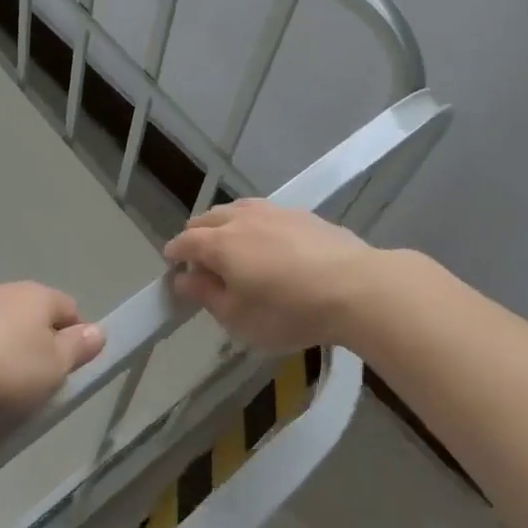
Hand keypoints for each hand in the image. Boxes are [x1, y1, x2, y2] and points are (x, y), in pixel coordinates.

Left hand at [0, 282, 104, 423]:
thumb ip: (79, 348)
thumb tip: (98, 330)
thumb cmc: (3, 370)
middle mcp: (8, 290)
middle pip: (37, 318)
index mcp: (38, 294)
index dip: (75, 340)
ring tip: (4, 391)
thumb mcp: (53, 367)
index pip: (71, 309)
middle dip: (41, 347)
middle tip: (38, 384)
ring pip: (6, 329)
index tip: (67, 372)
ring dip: (10, 354)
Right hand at [163, 199, 388, 351]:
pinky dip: (254, 224)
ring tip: (232, 246)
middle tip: (200, 260)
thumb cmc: (288, 310)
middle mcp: (241, 218)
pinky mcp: (301, 214)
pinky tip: (267, 242)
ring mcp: (273, 211)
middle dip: (196, 236)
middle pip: (207, 219)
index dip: (174, 254)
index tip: (173, 267)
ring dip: (225, 225)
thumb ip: (206, 295)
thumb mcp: (239, 318)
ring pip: (236, 210)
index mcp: (219, 243)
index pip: (185, 241)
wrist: (354, 287)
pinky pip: (264, 213)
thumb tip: (183, 278)